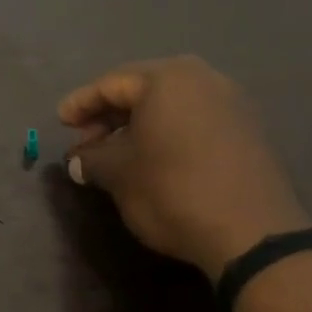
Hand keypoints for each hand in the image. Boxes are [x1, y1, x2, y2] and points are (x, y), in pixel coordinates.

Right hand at [59, 56, 308, 279]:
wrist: (251, 233)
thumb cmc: (172, 190)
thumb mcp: (119, 174)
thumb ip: (92, 159)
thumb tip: (78, 160)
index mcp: (168, 78)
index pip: (111, 84)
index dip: (81, 104)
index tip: (60, 122)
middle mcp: (203, 79)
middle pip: (143, 89)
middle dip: (109, 115)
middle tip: (86, 141)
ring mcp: (232, 104)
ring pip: (170, 106)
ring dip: (138, 126)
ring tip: (115, 154)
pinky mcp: (248, 132)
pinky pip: (195, 121)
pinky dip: (167, 134)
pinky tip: (152, 160)